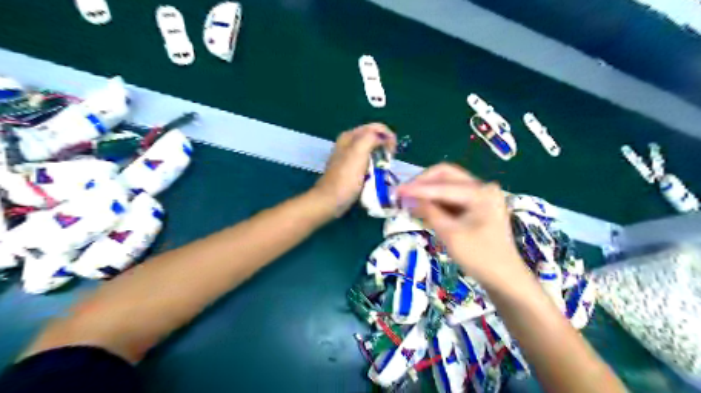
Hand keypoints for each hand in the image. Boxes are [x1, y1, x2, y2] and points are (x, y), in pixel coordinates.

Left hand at [316, 122, 396, 216]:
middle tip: (389, 160)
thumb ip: (371, 138)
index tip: (393, 151)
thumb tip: (384, 138)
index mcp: (350, 136)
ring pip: (372, 151)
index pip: (376, 127)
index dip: (388, 136)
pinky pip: (368, 162)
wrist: (331, 200)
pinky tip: (376, 174)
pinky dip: (375, 166)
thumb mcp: (358, 152)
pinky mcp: (351, 169)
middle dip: (385, 146)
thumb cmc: (346, 177)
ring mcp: (350, 157)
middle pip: (374, 138)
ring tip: (385, 168)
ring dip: (381, 157)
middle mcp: (349, 143)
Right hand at [399, 164, 525, 286]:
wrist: (504, 278)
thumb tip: (408, 198)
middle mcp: (482, 187)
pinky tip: (423, 208)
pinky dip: (436, 201)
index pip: (442, 184)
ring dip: (428, 192)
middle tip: (404, 194)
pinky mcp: (477, 205)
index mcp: (480, 192)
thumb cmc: (480, 257)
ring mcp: (481, 195)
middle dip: (423, 183)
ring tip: (409, 202)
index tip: (396, 191)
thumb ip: (429, 212)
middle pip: (446, 176)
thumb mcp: (450, 235)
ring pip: (447, 185)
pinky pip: (452, 197)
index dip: (417, 188)